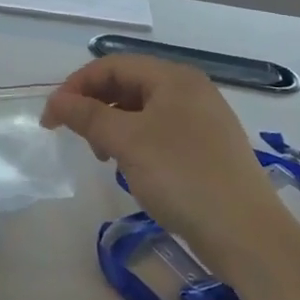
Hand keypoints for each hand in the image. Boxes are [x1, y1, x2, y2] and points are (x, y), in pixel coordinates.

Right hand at [43, 56, 278, 253]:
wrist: (247, 234)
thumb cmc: (182, 176)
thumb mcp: (127, 142)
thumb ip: (88, 115)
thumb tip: (56, 101)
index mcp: (174, 77)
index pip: (112, 65)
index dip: (76, 86)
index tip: (51, 119)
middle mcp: (191, 90)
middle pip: (128, 84)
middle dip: (95, 105)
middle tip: (77, 138)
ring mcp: (203, 119)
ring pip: (143, 110)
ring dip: (114, 126)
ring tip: (104, 157)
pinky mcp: (208, 148)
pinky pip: (160, 132)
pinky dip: (136, 142)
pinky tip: (132, 168)